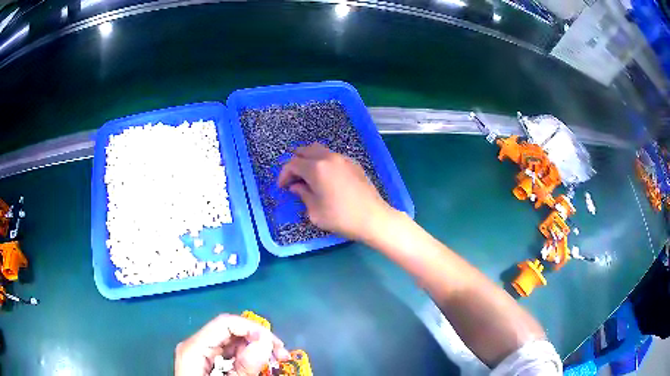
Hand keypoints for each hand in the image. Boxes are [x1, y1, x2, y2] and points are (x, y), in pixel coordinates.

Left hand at [174, 314, 289, 375]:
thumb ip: (245, 367)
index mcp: (194, 348)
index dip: (253, 329)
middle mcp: (195, 346)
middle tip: (281, 355)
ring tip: (275, 361)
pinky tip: (258, 365)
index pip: (225, 323)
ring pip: (230, 342)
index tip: (275, 345)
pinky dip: (245, 357)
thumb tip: (265, 341)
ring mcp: (199, 354)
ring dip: (254, 349)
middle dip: (257, 339)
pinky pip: (228, 354)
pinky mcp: (205, 362)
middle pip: (229, 331)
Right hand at [277, 143, 393, 241]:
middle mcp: (329, 158)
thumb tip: (296, 186)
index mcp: (316, 168)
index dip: (284, 174)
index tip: (282, 187)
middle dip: (295, 163)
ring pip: (319, 150)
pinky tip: (324, 178)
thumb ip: (303, 195)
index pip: (293, 163)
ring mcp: (343, 158)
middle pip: (305, 150)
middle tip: (293, 179)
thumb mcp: (315, 212)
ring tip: (307, 177)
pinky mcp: (353, 163)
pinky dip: (322, 162)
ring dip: (309, 160)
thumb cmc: (341, 218)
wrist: (373, 218)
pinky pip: (332, 156)